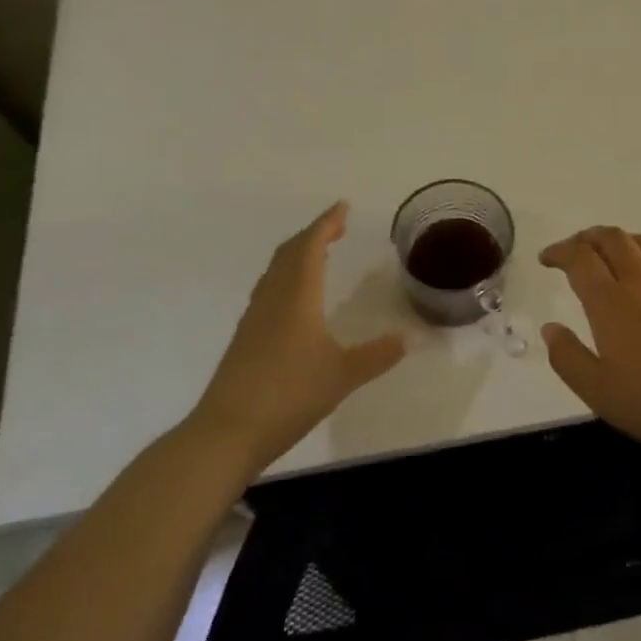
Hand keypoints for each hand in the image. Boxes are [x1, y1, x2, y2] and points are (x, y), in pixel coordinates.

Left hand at [193, 202, 406, 470]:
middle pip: (289, 253)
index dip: (326, 223)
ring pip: (276, 271)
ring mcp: (255, 318)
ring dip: (298, 254)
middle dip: (313, 234)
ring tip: (320, 253)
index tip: (342, 207)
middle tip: (337, 227)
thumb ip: (379, 354)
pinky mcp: (246, 338)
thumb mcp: (343, 375)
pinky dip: (287, 277)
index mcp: (296, 297)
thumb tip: (414, 337)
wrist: (226, 433)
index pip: (310, 246)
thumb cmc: (288, 395)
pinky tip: (297, 298)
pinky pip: (269, 290)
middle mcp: (273, 299)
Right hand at [538, 227, 640, 471]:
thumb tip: (550, 328)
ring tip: (614, 252)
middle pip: (613, 238)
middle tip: (576, 250)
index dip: (559, 251)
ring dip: (624, 239)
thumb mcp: (596, 391)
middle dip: (588, 237)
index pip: (579, 258)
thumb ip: (567, 357)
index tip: (547, 259)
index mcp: (610, 303)